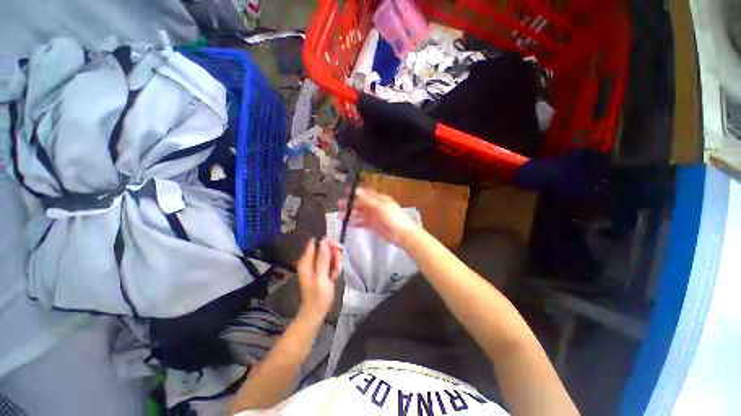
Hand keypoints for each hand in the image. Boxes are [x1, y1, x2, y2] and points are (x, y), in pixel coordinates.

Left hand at [296, 237, 341, 320]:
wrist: (315, 312)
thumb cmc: (318, 297)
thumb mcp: (321, 277)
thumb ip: (323, 259)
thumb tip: (323, 241)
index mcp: (306, 261)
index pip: (316, 242)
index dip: (327, 243)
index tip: (336, 248)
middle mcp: (310, 261)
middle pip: (325, 248)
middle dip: (334, 254)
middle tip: (337, 265)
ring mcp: (316, 266)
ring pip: (329, 255)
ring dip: (335, 262)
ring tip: (336, 273)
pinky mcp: (321, 270)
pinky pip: (330, 262)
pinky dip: (334, 267)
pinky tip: (335, 276)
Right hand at [338, 188, 418, 245]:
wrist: (402, 234)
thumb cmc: (392, 218)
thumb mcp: (379, 207)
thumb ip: (367, 200)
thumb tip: (356, 191)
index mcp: (379, 199)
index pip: (365, 193)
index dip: (355, 193)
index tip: (344, 193)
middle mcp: (375, 206)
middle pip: (361, 203)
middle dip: (350, 204)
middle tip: (338, 207)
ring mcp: (374, 216)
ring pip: (360, 213)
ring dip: (351, 214)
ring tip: (340, 217)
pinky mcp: (373, 225)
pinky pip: (363, 223)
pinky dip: (356, 223)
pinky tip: (349, 225)